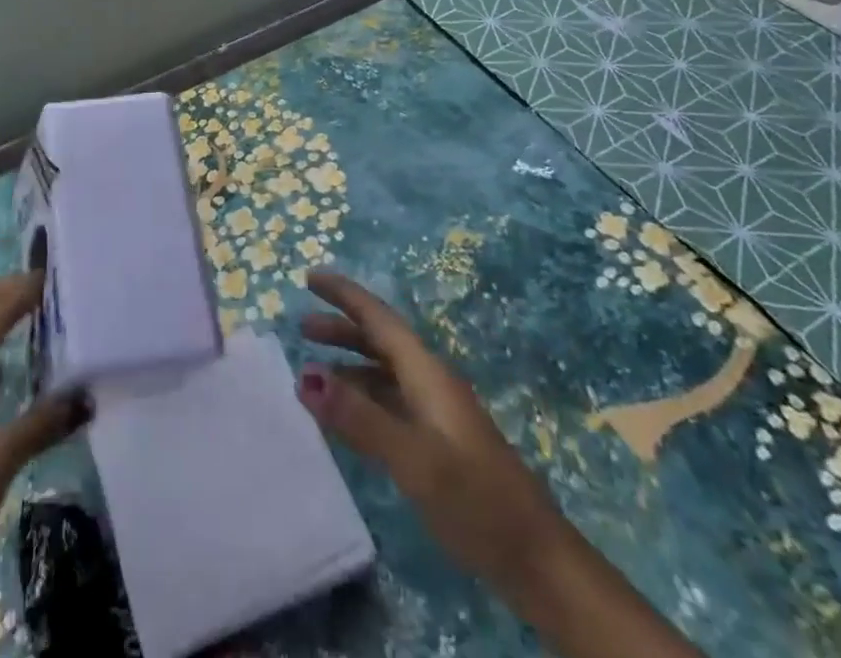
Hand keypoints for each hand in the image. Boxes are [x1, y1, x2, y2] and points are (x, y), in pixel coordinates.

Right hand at [296, 271, 702, 657]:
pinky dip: (361, 398)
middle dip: (341, 328)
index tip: (309, 278)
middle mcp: (430, 383)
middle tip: (301, 326)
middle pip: (380, 341)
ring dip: (348, 364)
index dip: (344, 294)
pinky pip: (389, 402)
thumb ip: (360, 417)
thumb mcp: (413, 459)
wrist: (538, 561)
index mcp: (427, 374)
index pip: (378, 319)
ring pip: (383, 373)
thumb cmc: (476, 501)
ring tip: (311, 373)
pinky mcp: (438, 443)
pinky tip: (346, 417)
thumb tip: (306, 375)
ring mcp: (436, 414)